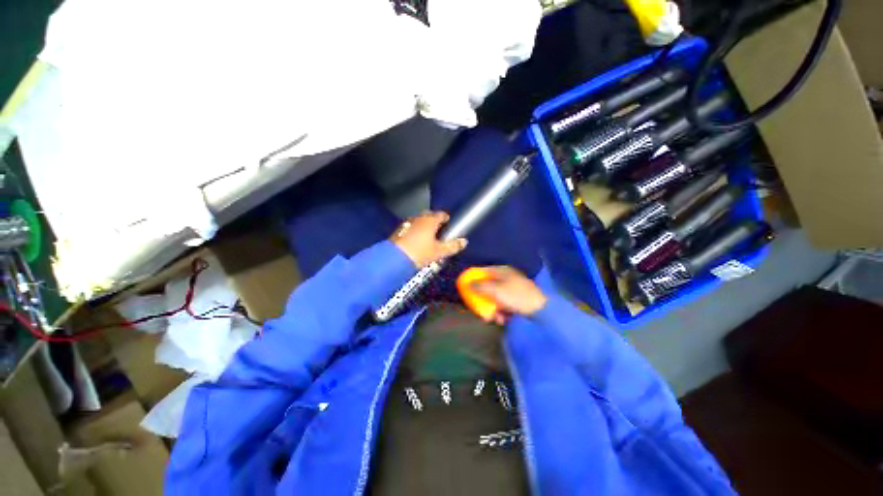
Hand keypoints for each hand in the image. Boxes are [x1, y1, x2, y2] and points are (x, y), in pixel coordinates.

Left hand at [391, 211, 467, 267]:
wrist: (394, 259)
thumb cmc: (420, 253)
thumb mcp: (439, 252)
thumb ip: (453, 246)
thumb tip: (464, 242)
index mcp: (430, 220)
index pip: (441, 214)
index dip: (446, 219)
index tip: (449, 225)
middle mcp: (418, 218)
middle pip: (429, 216)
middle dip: (434, 222)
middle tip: (439, 232)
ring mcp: (407, 223)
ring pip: (419, 221)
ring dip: (424, 226)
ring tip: (427, 238)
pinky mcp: (399, 231)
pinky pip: (410, 227)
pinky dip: (415, 231)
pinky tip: (415, 242)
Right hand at [471, 266, 547, 323]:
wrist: (540, 309)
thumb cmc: (515, 296)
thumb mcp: (495, 290)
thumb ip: (480, 286)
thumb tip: (468, 283)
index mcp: (502, 271)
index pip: (484, 271)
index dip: (475, 279)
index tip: (468, 288)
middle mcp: (507, 278)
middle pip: (489, 287)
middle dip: (485, 300)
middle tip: (481, 309)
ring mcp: (514, 289)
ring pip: (497, 298)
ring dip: (494, 309)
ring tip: (495, 319)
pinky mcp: (519, 300)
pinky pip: (506, 304)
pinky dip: (503, 312)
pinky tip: (503, 320)